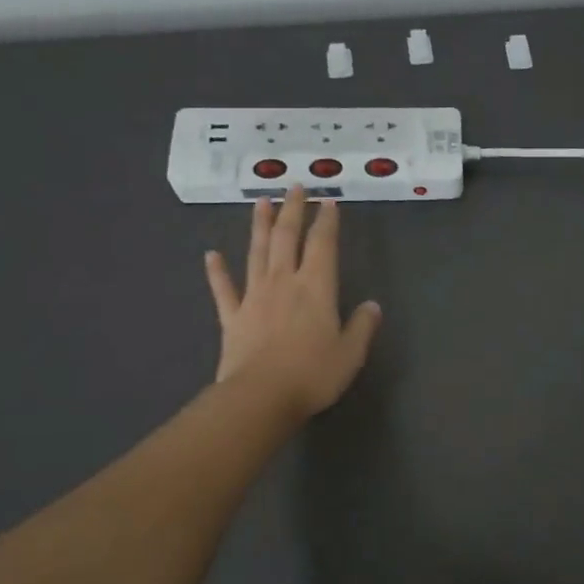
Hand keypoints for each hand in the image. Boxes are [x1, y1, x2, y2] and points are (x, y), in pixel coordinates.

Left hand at [204, 187, 381, 417]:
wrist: (260, 397)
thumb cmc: (313, 374)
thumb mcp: (351, 353)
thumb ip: (362, 326)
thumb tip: (372, 306)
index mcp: (316, 288)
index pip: (323, 245)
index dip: (327, 221)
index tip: (328, 201)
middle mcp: (284, 282)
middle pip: (287, 238)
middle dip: (292, 210)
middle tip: (294, 186)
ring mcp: (254, 297)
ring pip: (256, 253)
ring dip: (259, 226)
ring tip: (260, 201)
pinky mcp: (232, 317)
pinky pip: (224, 289)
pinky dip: (217, 271)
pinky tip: (211, 254)